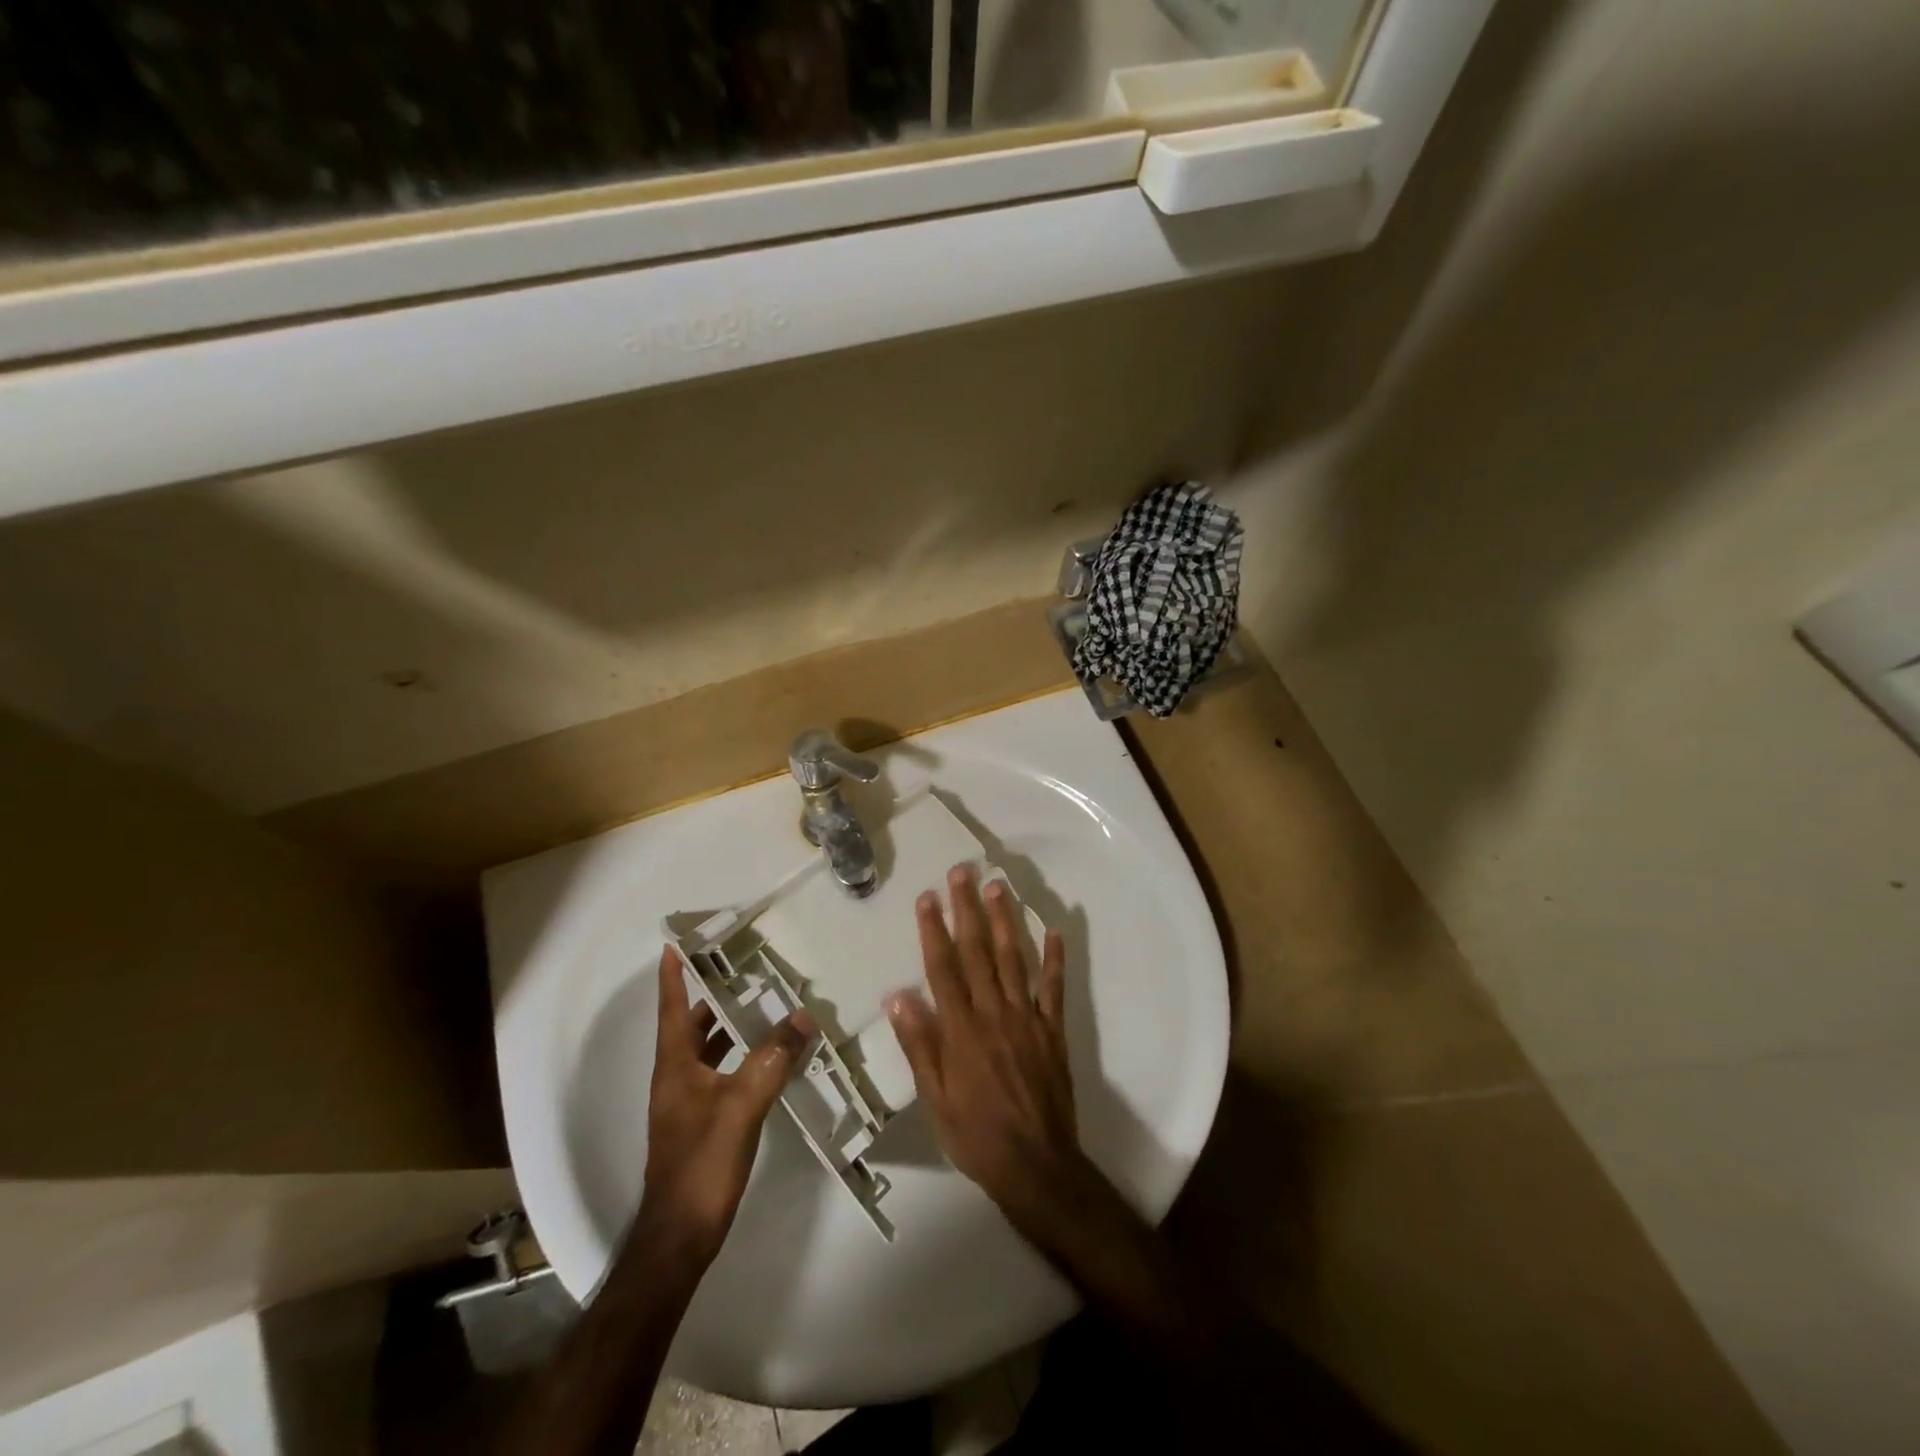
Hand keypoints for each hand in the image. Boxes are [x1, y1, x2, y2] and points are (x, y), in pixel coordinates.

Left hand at [642, 945, 814, 1261]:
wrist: (680, 1236)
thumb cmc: (702, 1164)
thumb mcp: (742, 1105)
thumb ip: (772, 1058)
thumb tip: (803, 1016)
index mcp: (675, 1066)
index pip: (672, 1009)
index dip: (673, 976)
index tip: (675, 944)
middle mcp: (677, 1078)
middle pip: (692, 1026)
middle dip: (713, 996)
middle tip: (744, 969)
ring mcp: (688, 1103)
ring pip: (708, 1051)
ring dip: (730, 1027)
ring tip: (764, 1005)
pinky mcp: (703, 1123)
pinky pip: (722, 1074)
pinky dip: (741, 1057)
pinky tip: (769, 1058)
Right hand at [886, 865, 1090, 1234]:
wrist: (1035, 1165)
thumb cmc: (976, 1135)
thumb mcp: (935, 1098)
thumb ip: (920, 1045)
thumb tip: (898, 996)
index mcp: (961, 1029)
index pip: (944, 969)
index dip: (934, 931)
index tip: (928, 898)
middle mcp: (994, 1013)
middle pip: (978, 952)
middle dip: (968, 909)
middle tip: (963, 873)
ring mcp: (1027, 1018)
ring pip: (1014, 959)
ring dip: (1006, 920)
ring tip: (999, 886)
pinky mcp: (1053, 1029)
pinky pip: (1054, 988)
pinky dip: (1055, 958)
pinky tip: (1054, 930)